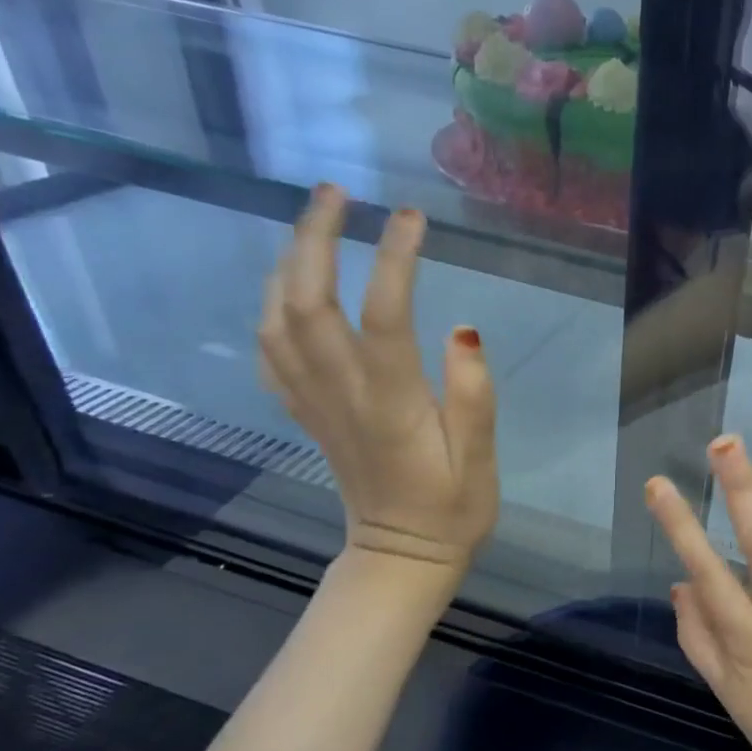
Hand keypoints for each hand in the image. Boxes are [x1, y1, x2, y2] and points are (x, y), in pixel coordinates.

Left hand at [260, 183, 497, 574]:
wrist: (400, 557)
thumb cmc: (452, 509)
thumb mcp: (481, 460)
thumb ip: (473, 396)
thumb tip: (465, 330)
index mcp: (391, 404)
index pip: (383, 315)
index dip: (395, 259)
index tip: (412, 217)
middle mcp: (341, 394)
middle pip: (306, 302)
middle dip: (314, 238)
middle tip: (337, 193)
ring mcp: (314, 403)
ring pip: (276, 319)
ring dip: (287, 262)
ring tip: (314, 224)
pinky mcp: (305, 413)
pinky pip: (269, 351)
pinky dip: (271, 306)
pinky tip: (289, 287)